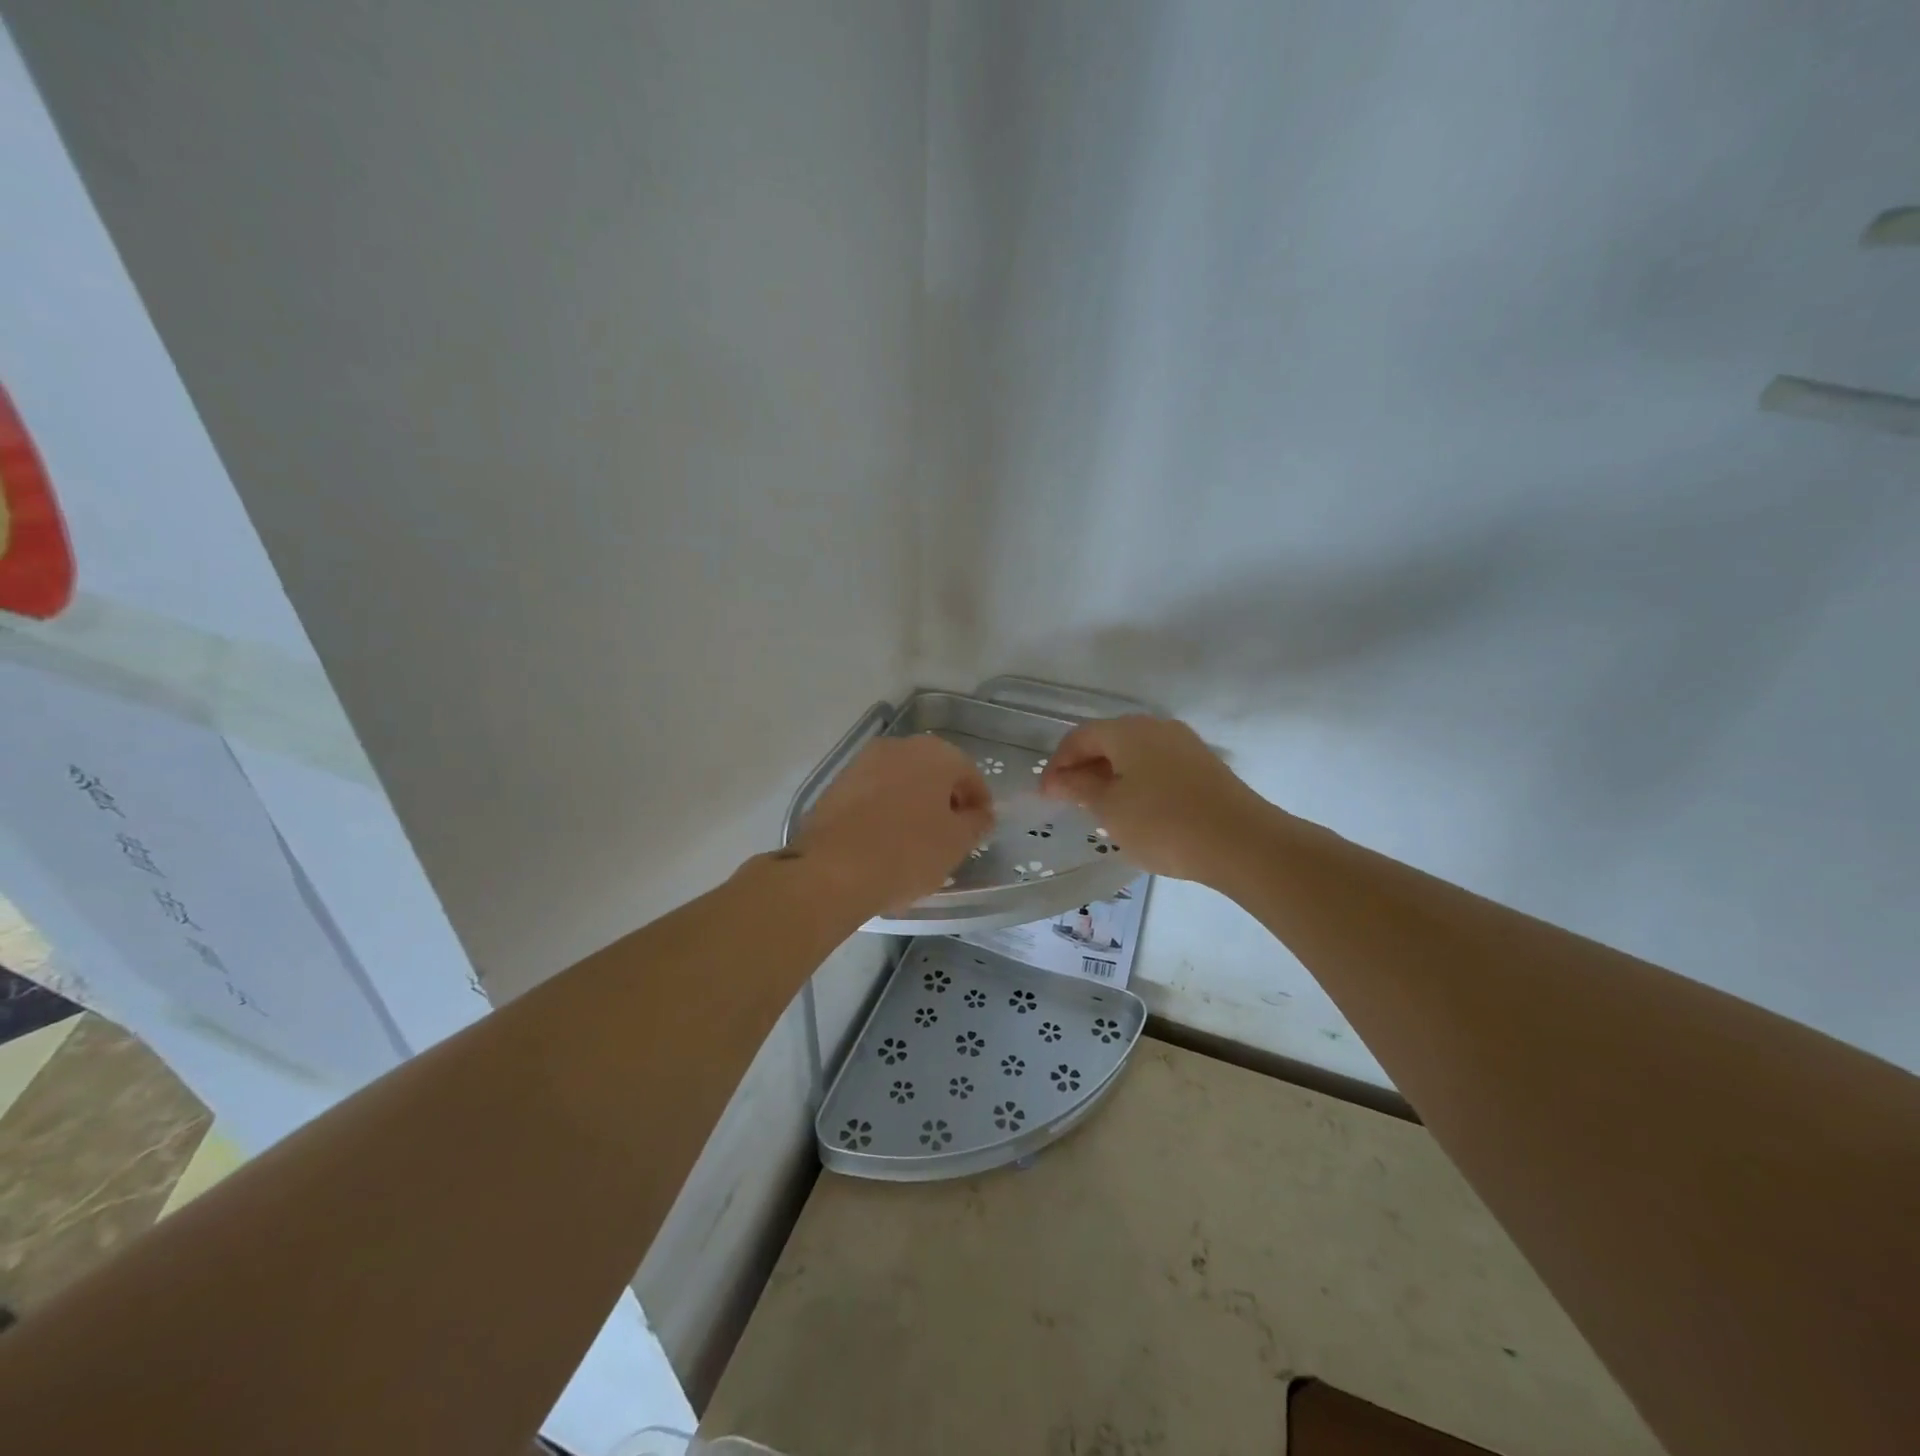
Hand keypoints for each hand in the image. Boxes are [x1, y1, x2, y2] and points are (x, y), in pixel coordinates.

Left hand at [793, 735, 994, 914]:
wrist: (832, 869)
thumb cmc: (908, 851)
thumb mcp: (957, 843)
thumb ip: (977, 823)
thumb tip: (980, 814)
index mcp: (936, 753)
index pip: (969, 774)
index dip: (978, 803)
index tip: (979, 829)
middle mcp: (899, 747)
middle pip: (933, 773)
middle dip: (944, 800)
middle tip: (950, 836)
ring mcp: (863, 762)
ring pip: (901, 782)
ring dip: (913, 805)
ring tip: (916, 842)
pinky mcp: (837, 784)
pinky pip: (874, 795)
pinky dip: (885, 812)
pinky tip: (885, 842)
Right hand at [1038, 716, 1269, 883]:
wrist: (1241, 842)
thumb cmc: (1163, 823)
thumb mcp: (1111, 809)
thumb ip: (1080, 789)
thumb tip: (1059, 779)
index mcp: (1127, 730)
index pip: (1079, 736)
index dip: (1058, 763)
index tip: (1046, 794)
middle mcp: (1155, 727)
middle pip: (1108, 740)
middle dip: (1084, 768)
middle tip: (1069, 800)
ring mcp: (1184, 744)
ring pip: (1134, 753)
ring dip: (1111, 775)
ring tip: (1100, 808)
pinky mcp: (1203, 766)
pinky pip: (1157, 766)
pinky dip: (1137, 781)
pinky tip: (1136, 810)